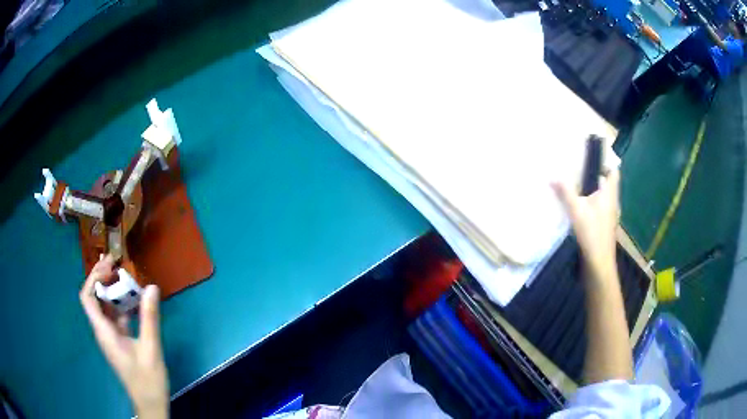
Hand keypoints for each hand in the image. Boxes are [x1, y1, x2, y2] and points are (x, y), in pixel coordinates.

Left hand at [80, 255, 169, 418]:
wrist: (149, 403)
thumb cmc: (147, 380)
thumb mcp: (150, 350)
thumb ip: (149, 318)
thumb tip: (152, 287)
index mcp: (104, 332)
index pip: (87, 298)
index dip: (94, 278)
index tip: (109, 265)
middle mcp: (103, 330)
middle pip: (94, 298)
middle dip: (102, 277)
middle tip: (116, 262)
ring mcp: (110, 336)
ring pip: (104, 306)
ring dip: (112, 289)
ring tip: (125, 274)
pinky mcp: (119, 340)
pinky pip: (115, 316)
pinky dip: (121, 303)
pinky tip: (134, 299)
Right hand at [552, 169, 619, 275]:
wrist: (599, 262)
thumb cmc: (591, 232)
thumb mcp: (576, 210)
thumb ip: (565, 192)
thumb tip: (552, 176)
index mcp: (610, 194)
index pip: (613, 171)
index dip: (605, 163)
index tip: (592, 159)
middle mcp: (613, 202)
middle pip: (608, 184)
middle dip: (596, 176)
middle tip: (580, 171)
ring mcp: (611, 215)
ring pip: (604, 197)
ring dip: (594, 192)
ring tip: (579, 189)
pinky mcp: (606, 226)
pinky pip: (601, 208)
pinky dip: (594, 204)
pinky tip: (582, 209)